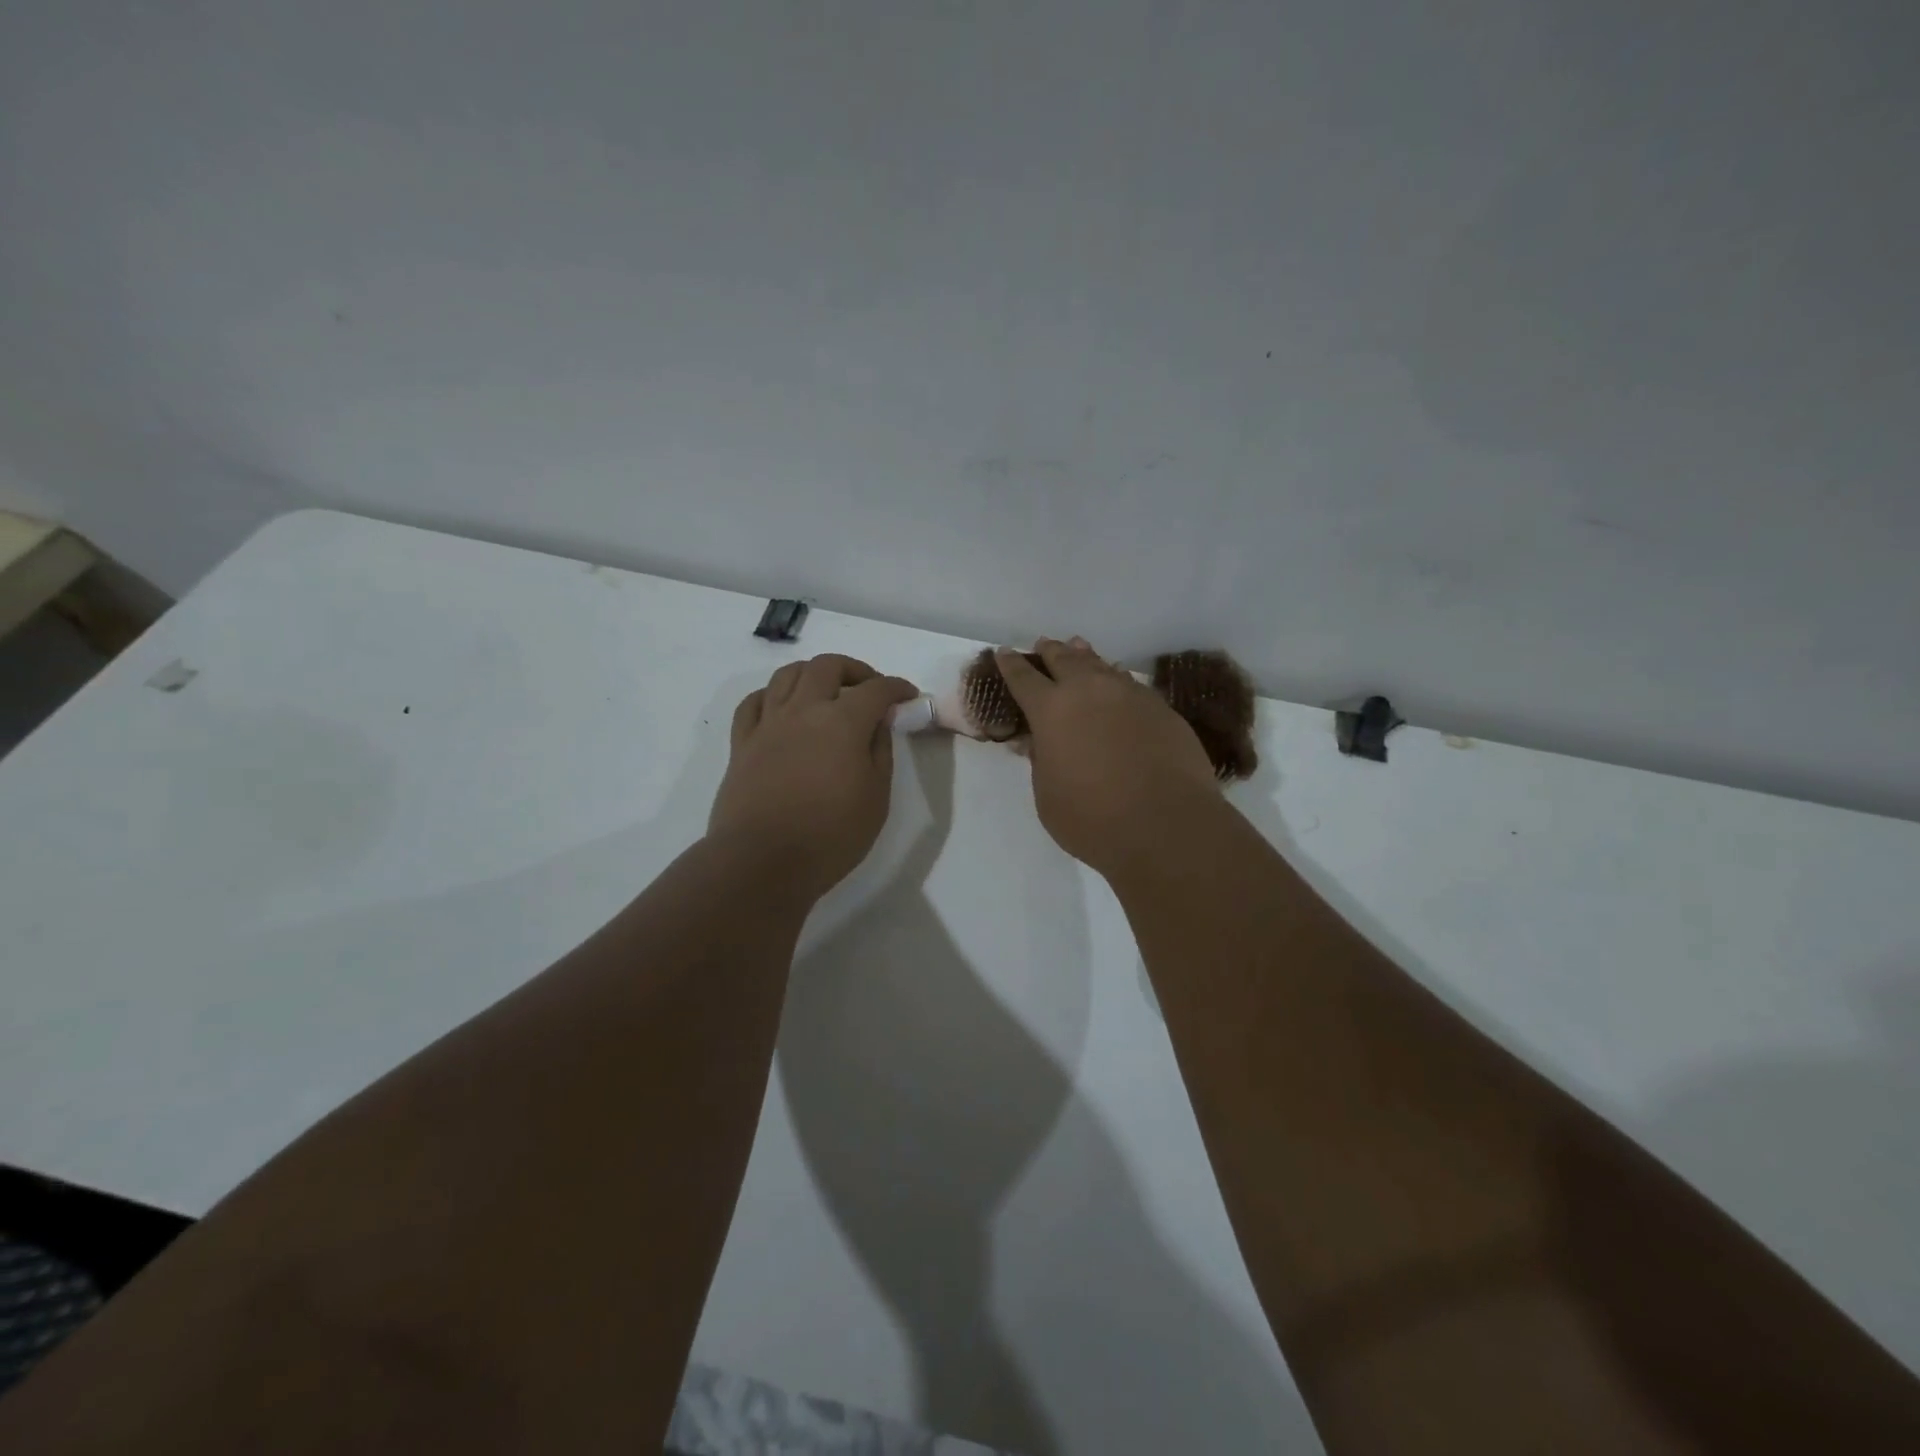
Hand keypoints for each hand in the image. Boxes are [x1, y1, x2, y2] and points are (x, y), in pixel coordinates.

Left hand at [709, 654, 919, 900]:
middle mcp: (803, 710)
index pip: (875, 689)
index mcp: (842, 722)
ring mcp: (768, 724)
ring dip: (813, 674)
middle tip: (869, 689)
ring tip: (826, 693)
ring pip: (787, 674)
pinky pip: (754, 701)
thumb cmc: (830, 836)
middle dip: (855, 670)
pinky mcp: (742, 743)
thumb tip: (878, 721)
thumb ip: (880, 750)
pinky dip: (773, 694)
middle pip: (827, 666)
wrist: (762, 862)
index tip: (907, 696)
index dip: (896, 687)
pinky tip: (783, 708)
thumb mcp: (876, 797)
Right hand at [995, 637, 1221, 877]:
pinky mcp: (1161, 708)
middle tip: (1043, 644)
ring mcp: (1129, 695)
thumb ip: (1041, 761)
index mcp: (1051, 710)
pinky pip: (1130, 683)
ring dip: (1085, 657)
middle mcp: (1089, 691)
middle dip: (1050, 651)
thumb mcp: (1048, 795)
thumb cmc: (1093, 818)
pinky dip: (1116, 678)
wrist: (1167, 824)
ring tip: (1078, 648)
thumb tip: (1037, 741)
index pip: (1023, 678)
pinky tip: (1117, 680)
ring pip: (1101, 665)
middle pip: (1064, 659)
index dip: (1010, 664)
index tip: (1003, 652)